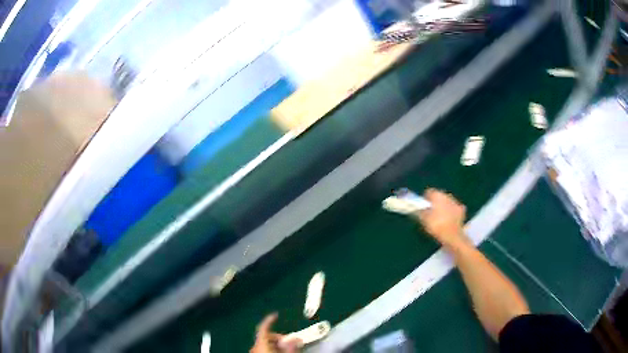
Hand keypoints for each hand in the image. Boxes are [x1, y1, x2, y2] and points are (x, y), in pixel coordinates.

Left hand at [250, 313, 302, 352]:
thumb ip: (291, 346)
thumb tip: (296, 338)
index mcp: (260, 344)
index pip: (263, 328)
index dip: (269, 320)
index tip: (276, 315)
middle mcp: (255, 347)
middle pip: (266, 337)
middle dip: (280, 338)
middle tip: (292, 343)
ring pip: (265, 344)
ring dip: (277, 345)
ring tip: (288, 350)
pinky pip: (263, 350)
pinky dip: (272, 350)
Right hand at [414, 188, 468, 248]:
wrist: (452, 235)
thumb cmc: (436, 226)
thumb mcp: (423, 219)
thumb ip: (420, 211)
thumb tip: (417, 208)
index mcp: (437, 195)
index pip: (428, 192)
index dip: (424, 200)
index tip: (422, 207)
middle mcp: (447, 195)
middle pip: (438, 196)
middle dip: (435, 203)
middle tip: (431, 214)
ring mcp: (456, 202)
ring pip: (447, 201)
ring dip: (444, 207)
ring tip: (440, 218)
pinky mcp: (462, 209)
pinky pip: (454, 208)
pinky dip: (452, 212)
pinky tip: (449, 220)